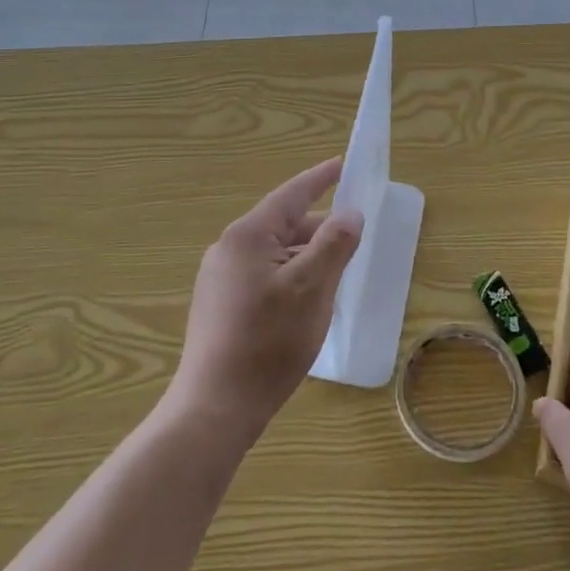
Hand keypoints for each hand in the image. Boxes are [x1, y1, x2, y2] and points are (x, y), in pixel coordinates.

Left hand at [168, 158, 363, 445]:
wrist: (216, 407)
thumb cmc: (269, 341)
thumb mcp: (312, 288)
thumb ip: (334, 245)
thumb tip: (350, 213)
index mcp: (248, 236)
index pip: (291, 195)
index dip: (320, 179)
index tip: (342, 163)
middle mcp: (228, 249)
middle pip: (283, 226)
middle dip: (319, 228)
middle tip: (353, 235)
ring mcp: (219, 279)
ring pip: (274, 254)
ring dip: (306, 257)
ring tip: (336, 271)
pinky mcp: (219, 306)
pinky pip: (263, 276)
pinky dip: (290, 277)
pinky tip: (307, 301)